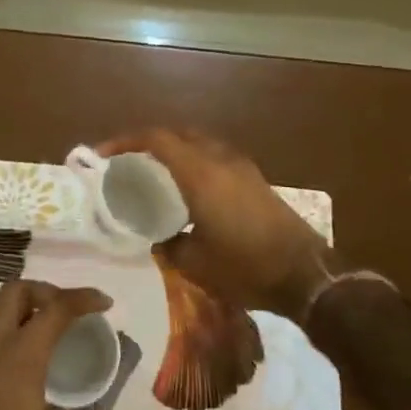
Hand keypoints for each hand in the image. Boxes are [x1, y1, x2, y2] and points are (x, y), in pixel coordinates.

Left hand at [0, 280, 111, 409]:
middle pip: (18, 290)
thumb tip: (80, 401)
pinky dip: (7, 325)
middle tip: (68, 310)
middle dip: (46, 291)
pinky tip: (23, 352)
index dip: (84, 299)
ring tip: (47, 327)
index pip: (56, 308)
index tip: (105, 303)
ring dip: (23, 305)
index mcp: (22, 353)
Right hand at [97, 129, 329, 322]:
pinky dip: (196, 162)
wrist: (306, 275)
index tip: (105, 154)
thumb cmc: (245, 267)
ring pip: (201, 144)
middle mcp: (220, 161)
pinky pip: (217, 158)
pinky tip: (191, 189)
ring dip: (177, 149)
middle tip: (130, 161)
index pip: (157, 140)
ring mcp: (242, 168)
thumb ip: (170, 246)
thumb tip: (160, 240)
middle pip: (179, 134)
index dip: (126, 141)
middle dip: (151, 141)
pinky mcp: (256, 181)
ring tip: (158, 173)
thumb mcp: (195, 264)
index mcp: (200, 175)